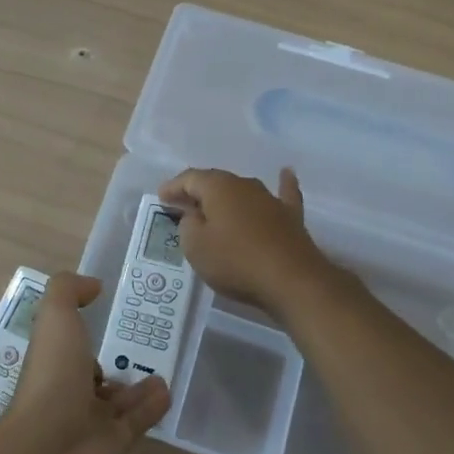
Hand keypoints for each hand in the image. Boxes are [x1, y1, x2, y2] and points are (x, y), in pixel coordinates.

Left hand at [0, 272, 169, 453]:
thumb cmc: (52, 375)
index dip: (80, 328)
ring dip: (136, 387)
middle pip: (91, 372)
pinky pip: (136, 421)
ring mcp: (89, 420)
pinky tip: (167, 391)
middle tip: (140, 345)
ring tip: (161, 370)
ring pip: (116, 399)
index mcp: (50, 358)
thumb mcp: (55, 316)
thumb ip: (69, 290)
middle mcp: (67, 388)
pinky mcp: (114, 445)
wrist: (51, 450)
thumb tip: (93, 286)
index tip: (105, 310)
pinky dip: (151, 407)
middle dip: (109, 361)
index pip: (65, 341)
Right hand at [157, 167, 334, 319]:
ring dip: (227, 197)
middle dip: (197, 193)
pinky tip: (286, 173)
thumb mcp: (195, 246)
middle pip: (215, 183)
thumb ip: (188, 225)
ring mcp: (270, 199)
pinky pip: (284, 194)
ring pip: (243, 191)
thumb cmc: (235, 261)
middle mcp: (244, 185)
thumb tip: (194, 215)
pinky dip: (283, 184)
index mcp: (218, 187)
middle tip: (182, 206)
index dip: (173, 187)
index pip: (189, 178)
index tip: (161, 199)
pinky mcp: (290, 217)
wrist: (292, 280)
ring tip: (214, 206)